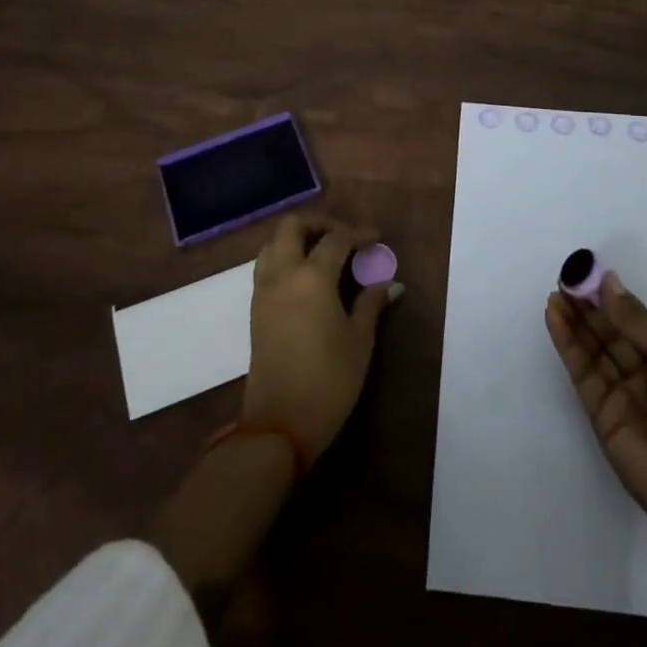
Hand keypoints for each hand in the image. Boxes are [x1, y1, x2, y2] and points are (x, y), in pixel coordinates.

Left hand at [244, 212, 400, 456]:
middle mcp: (283, 274)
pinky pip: (265, 265)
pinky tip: (306, 277)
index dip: (359, 233)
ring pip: (273, 243)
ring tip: (323, 253)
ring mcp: (263, 290)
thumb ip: (371, 304)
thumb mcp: (359, 340)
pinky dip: (284, 257)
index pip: (336, 238)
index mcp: (312, 276)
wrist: (280, 424)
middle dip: (319, 223)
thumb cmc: (328, 380)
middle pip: (292, 226)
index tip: (376, 238)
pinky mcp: (255, 309)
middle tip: (344, 236)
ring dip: (297, 238)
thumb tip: (391, 283)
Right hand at [545, 273, 646, 541]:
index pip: (633, 319)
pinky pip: (581, 371)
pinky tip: (555, 317)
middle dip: (587, 305)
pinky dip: (567, 343)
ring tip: (555, 293)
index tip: (586, 271)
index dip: (610, 296)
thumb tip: (609, 282)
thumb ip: (638, 321)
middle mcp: (642, 371)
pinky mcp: (598, 412)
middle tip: (564, 278)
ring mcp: (619, 392)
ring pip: (591, 348)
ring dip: (573, 320)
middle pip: (608, 331)